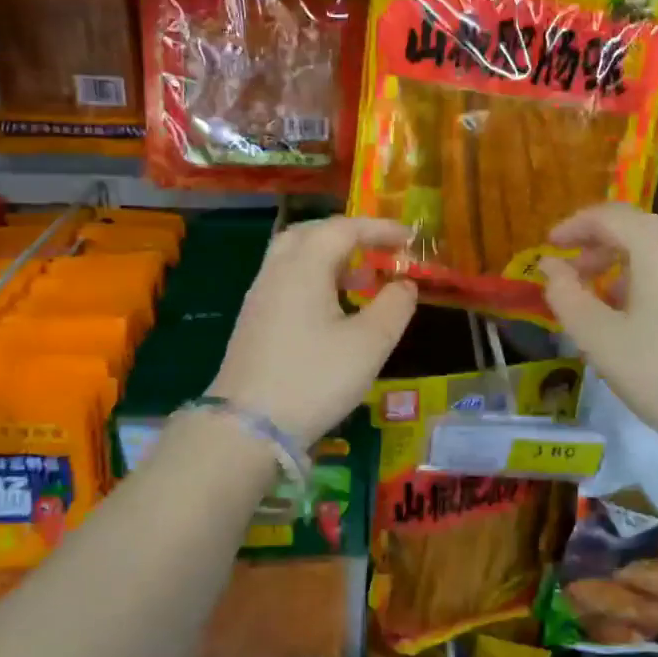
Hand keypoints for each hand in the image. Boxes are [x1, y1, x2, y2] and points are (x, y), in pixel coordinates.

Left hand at [209, 216, 417, 442]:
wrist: (248, 427)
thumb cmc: (314, 379)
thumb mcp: (369, 344)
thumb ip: (394, 306)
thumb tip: (405, 284)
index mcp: (304, 267)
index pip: (343, 228)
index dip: (379, 228)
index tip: (409, 238)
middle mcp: (276, 272)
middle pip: (311, 233)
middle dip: (348, 235)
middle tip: (379, 249)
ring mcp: (259, 297)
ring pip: (294, 257)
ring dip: (329, 258)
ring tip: (361, 279)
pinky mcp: (253, 322)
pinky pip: (285, 280)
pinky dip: (314, 279)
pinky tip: (332, 309)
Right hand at [537, 204, 657, 459]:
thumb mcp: (599, 340)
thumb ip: (566, 296)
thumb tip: (550, 266)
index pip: (611, 216)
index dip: (575, 226)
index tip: (550, 247)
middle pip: (642, 228)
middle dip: (603, 246)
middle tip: (577, 275)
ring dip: (633, 265)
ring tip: (612, 302)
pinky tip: (657, 321)